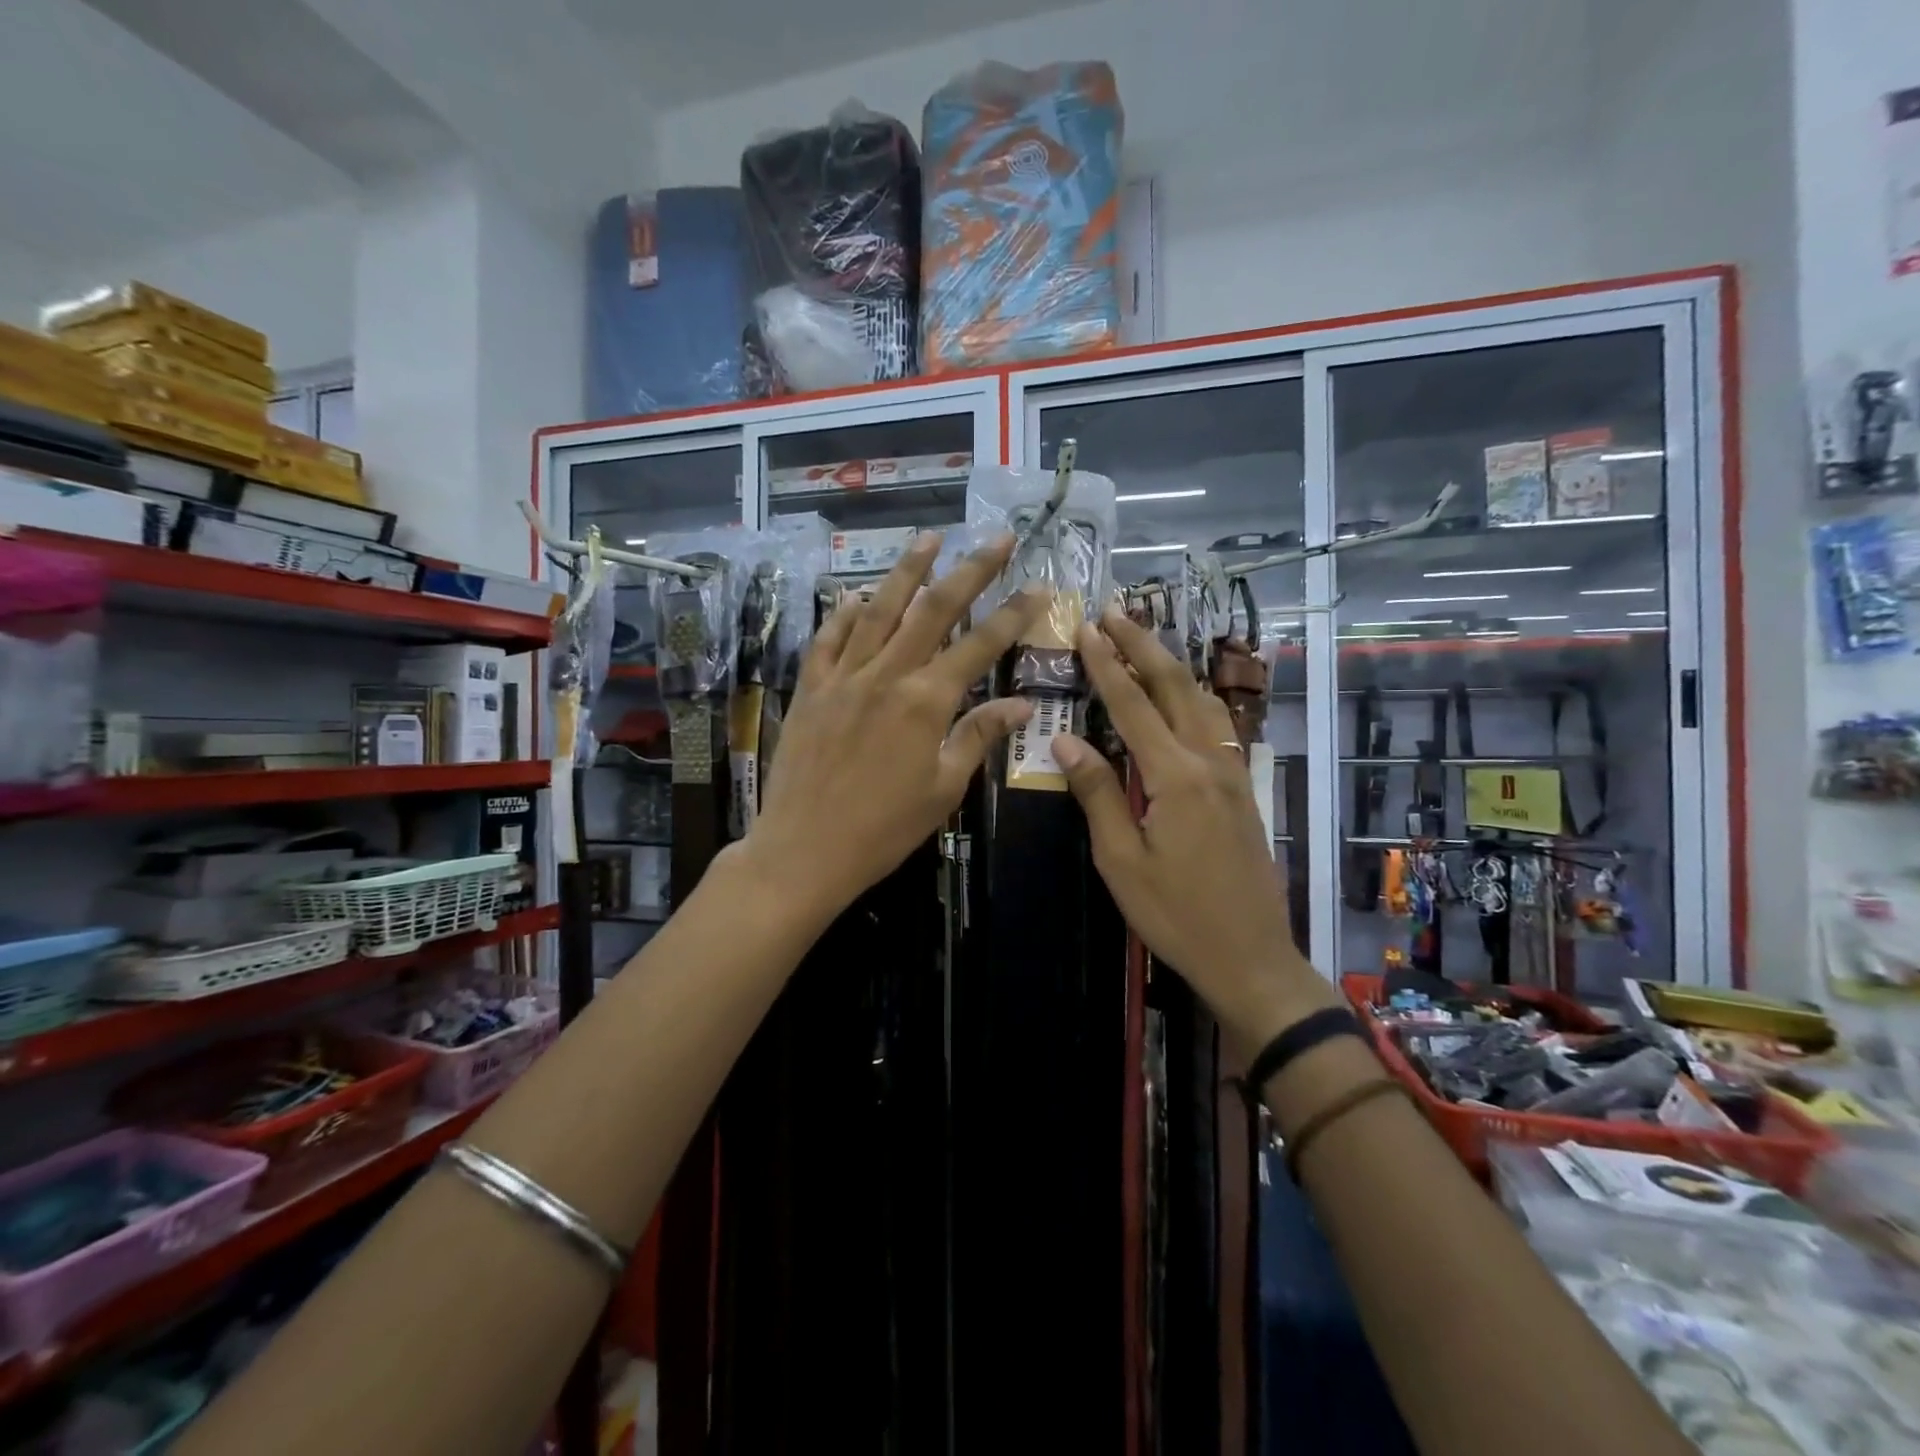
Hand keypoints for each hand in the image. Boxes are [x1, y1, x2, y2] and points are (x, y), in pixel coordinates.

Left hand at [740, 532, 1042, 923]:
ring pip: (879, 610)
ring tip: (928, 538)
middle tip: (996, 538)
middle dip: (970, 570)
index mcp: (926, 702)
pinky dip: (844, 612)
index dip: (1013, 613)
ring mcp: (844, 677)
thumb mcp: (943, 789)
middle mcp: (887, 675)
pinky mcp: (811, 688)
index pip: (980, 645)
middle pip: (934, 610)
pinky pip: (829, 638)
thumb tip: (1021, 705)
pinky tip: (857, 594)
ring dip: (907, 571)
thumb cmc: (883, 829)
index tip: (1039, 585)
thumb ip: (978, 737)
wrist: (804, 850)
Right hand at [1050, 609, 1338, 1051]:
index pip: (1133, 705)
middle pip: (1176, 686)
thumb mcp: (1121, 861)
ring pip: (1202, 700)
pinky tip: (1180, 696)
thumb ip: (1098, 794)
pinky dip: (1192, 695)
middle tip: (1113, 612)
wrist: (1251, 957)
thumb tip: (1065, 742)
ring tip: (1143, 640)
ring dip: (1171, 665)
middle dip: (1143, 645)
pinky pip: (1216, 725)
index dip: (1107, 664)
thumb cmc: (1176, 914)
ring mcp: (1232, 773)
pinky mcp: (1241, 789)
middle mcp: (1209, 761)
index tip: (1085, 628)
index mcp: (1176, 777)